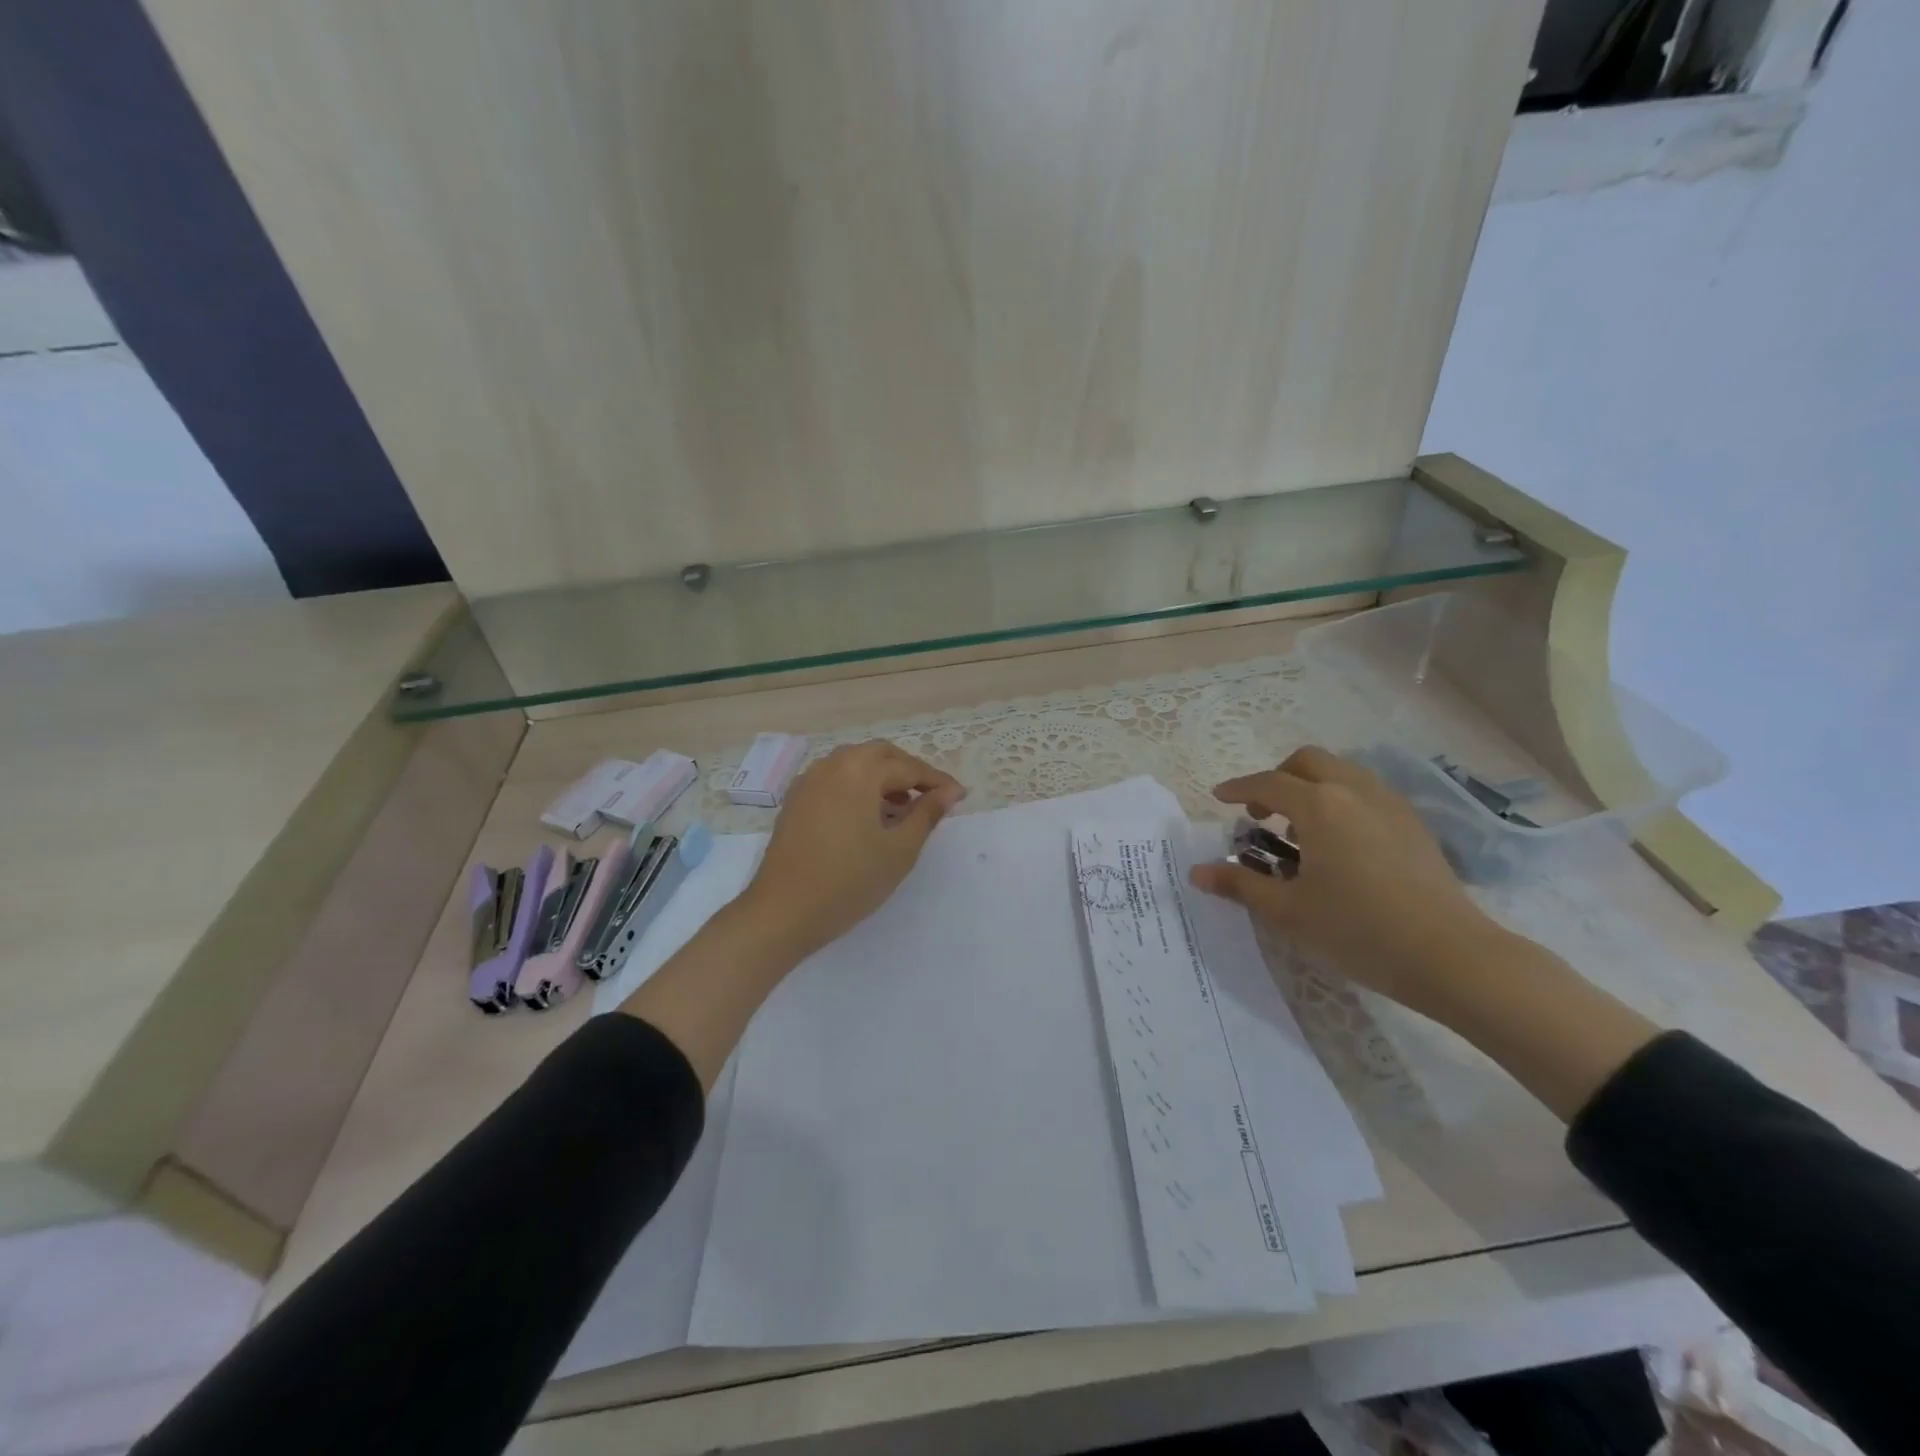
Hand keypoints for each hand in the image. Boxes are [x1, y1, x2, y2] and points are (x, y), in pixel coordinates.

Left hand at [738, 740, 965, 961]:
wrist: (783, 911)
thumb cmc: (849, 881)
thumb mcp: (899, 850)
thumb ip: (927, 814)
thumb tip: (950, 791)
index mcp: (860, 771)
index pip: (909, 768)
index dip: (937, 782)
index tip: (959, 796)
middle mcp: (833, 765)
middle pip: (881, 755)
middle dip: (909, 771)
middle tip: (931, 798)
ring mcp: (810, 780)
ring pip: (855, 764)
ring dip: (882, 777)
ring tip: (902, 808)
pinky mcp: (796, 799)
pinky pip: (836, 779)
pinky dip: (858, 786)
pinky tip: (868, 816)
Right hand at [1189, 745, 1499, 1017]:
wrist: (1451, 956)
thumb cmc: (1358, 930)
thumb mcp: (1288, 911)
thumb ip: (1240, 884)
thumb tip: (1198, 872)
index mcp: (1319, 806)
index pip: (1267, 783)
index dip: (1238, 788)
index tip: (1219, 799)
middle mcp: (1355, 792)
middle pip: (1308, 761)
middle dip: (1278, 777)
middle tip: (1262, 813)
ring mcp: (1390, 805)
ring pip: (1342, 773)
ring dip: (1312, 787)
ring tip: (1299, 830)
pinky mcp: (1414, 825)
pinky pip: (1366, 793)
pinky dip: (1341, 801)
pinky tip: (1339, 845)